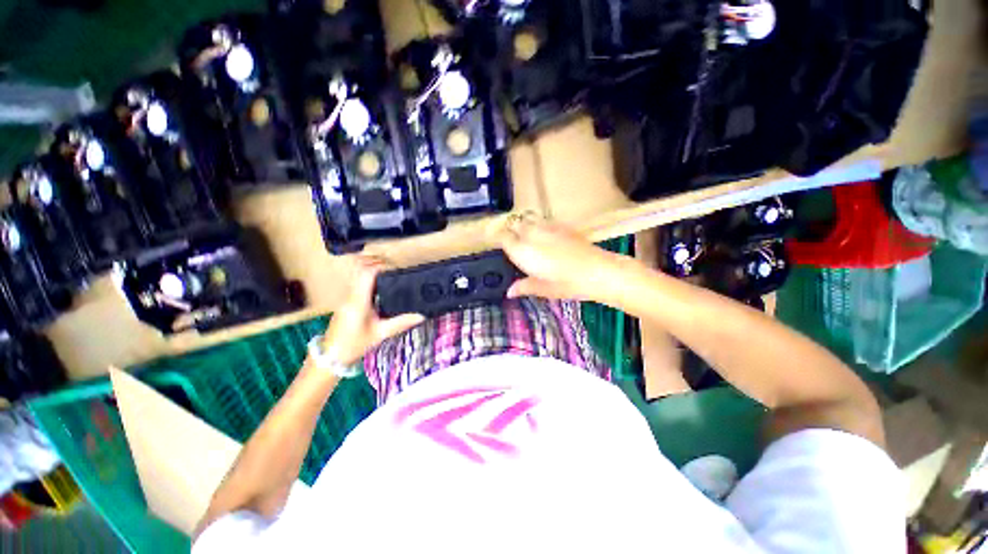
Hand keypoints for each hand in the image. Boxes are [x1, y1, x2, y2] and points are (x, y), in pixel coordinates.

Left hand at [321, 255, 425, 365]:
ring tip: (391, 275)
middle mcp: (350, 295)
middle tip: (396, 269)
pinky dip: (370, 279)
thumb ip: (401, 322)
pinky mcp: (347, 301)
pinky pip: (358, 283)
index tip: (396, 268)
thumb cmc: (354, 345)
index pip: (366, 273)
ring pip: (358, 275)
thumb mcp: (381, 334)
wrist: (330, 357)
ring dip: (373, 270)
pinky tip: (382, 286)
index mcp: (358, 300)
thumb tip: (421, 315)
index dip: (381, 266)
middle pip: (361, 269)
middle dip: (378, 264)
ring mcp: (346, 297)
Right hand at [498, 213, 622, 302]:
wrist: (596, 270)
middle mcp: (532, 234)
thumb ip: (524, 287)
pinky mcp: (562, 225)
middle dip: (510, 230)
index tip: (497, 242)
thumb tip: (509, 292)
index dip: (498, 238)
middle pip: (514, 224)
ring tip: (526, 235)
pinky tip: (545, 234)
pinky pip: (544, 220)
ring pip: (528, 219)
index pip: (503, 237)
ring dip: (524, 224)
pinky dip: (539, 225)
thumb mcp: (542, 289)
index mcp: (523, 251)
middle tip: (512, 240)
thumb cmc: (566, 283)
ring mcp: (547, 227)